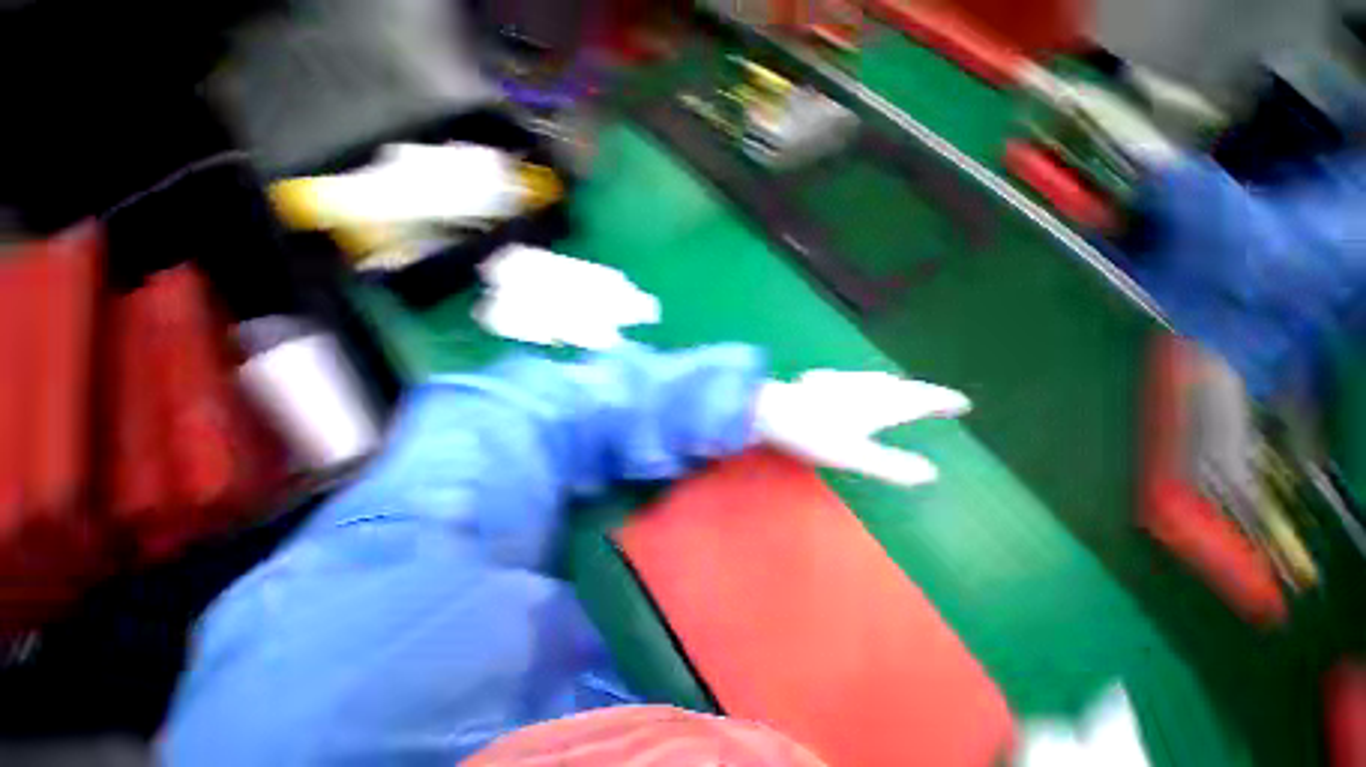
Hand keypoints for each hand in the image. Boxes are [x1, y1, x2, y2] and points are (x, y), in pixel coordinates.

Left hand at [753, 370, 970, 487]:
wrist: (770, 410)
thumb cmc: (813, 435)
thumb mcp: (854, 456)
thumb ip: (891, 465)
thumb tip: (930, 473)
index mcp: (878, 404)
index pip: (919, 399)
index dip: (941, 400)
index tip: (961, 403)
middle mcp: (864, 387)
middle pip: (901, 387)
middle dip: (921, 392)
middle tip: (936, 400)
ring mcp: (840, 381)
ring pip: (876, 380)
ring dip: (895, 386)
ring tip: (902, 390)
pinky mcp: (821, 381)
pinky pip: (853, 379)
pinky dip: (866, 383)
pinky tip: (853, 384)